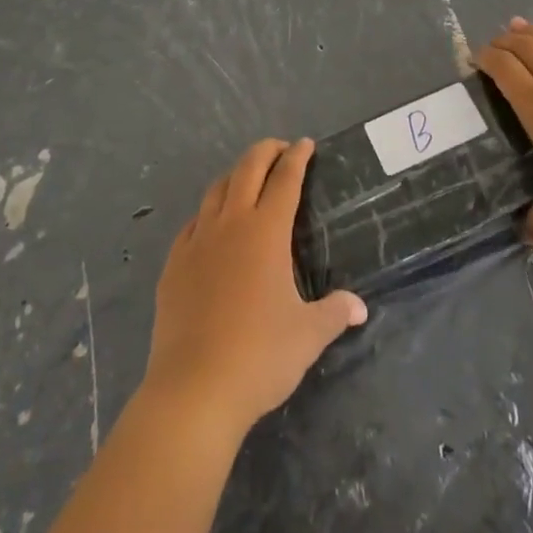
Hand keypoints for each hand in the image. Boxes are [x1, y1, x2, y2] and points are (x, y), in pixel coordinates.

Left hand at [143, 139, 367, 438]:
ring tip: (247, 179)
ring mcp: (198, 241)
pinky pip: (193, 222)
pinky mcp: (174, 264)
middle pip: (248, 169)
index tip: (306, 144)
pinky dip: (208, 211)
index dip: (297, 157)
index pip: (285, 179)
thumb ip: (334, 313)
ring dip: (235, 175)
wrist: (194, 388)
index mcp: (266, 231)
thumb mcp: (308, 336)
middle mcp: (231, 224)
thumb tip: (358, 306)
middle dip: (266, 151)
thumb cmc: (259, 356)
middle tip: (281, 149)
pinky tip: (212, 225)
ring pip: (216, 189)